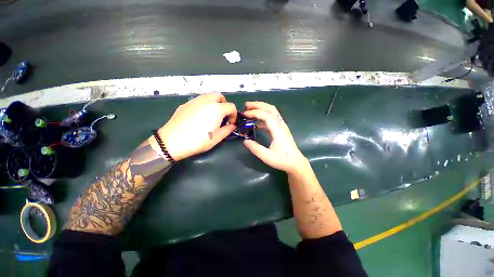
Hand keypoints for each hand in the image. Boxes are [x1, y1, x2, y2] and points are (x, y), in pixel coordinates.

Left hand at [158, 92, 236, 160]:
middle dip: (224, 104)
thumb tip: (232, 126)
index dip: (234, 115)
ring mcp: (195, 101)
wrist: (172, 142)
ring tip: (212, 115)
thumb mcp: (217, 138)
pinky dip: (204, 104)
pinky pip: (199, 100)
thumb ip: (228, 130)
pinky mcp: (186, 104)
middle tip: (222, 116)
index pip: (231, 106)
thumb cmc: (198, 141)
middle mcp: (206, 101)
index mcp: (217, 109)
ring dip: (214, 103)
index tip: (230, 124)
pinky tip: (200, 116)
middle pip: (220, 96)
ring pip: (208, 95)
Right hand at [243, 101, 307, 173]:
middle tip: (247, 105)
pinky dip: (263, 117)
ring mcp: (282, 126)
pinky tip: (256, 122)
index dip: (255, 112)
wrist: (295, 163)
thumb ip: (255, 148)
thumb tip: (245, 141)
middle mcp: (281, 125)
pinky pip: (272, 118)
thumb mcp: (267, 156)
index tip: (245, 114)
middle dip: (258, 105)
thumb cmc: (282, 160)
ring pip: (272, 112)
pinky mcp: (281, 129)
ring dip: (261, 108)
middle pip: (270, 109)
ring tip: (250, 109)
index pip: (267, 115)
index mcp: (278, 130)